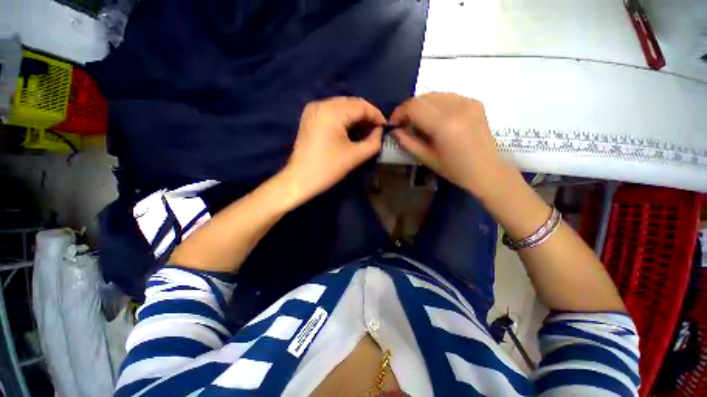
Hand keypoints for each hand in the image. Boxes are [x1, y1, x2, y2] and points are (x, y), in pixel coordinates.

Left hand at [281, 97, 384, 203]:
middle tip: (376, 130)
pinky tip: (350, 130)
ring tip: (365, 131)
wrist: (300, 179)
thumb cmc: (328, 169)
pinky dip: (344, 119)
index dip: (376, 115)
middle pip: (351, 103)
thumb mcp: (355, 156)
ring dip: (356, 117)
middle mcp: (321, 104)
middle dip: (366, 116)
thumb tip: (379, 131)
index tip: (385, 127)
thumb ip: (373, 142)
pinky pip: (332, 111)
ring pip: (342, 106)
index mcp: (332, 112)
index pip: (361, 105)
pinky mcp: (310, 117)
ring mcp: (313, 109)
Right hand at [390, 92, 511, 197]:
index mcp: (445, 126)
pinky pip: (448, 96)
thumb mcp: (427, 159)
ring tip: (418, 121)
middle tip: (404, 123)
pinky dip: (436, 104)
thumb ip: (408, 143)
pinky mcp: (475, 102)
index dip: (399, 112)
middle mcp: (457, 108)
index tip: (394, 123)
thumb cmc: (455, 170)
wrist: (487, 170)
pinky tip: (435, 117)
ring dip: (421, 106)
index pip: (414, 107)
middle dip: (409, 108)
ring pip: (435, 94)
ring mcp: (468, 102)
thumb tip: (395, 131)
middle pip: (423, 97)